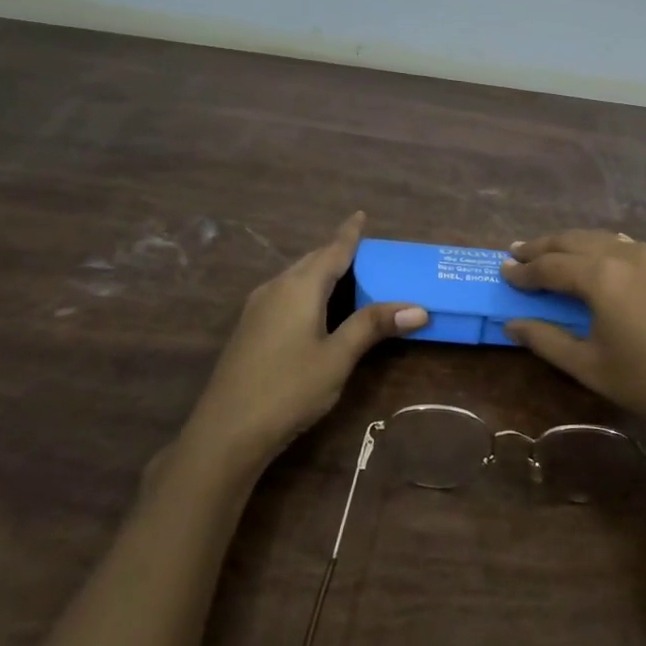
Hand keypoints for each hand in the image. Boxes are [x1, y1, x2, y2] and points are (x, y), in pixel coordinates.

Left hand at [179, 213, 426, 479]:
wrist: (227, 431)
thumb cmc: (289, 389)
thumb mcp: (338, 357)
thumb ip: (373, 326)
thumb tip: (418, 308)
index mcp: (300, 287)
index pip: (332, 251)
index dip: (349, 233)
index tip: (361, 215)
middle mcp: (275, 288)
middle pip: (311, 261)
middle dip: (336, 252)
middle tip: (365, 251)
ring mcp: (257, 308)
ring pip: (295, 278)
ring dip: (320, 272)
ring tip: (346, 276)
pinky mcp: (250, 329)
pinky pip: (284, 294)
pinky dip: (307, 290)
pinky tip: (315, 308)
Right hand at [502, 230, 645, 460]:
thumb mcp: (588, 366)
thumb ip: (545, 339)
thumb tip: (512, 323)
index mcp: (601, 276)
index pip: (551, 266)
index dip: (524, 270)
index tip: (503, 271)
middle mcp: (629, 254)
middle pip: (576, 240)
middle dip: (544, 246)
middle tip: (520, 252)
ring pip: (607, 239)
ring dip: (576, 244)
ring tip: (556, 253)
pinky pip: (636, 249)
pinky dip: (609, 250)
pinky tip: (605, 262)